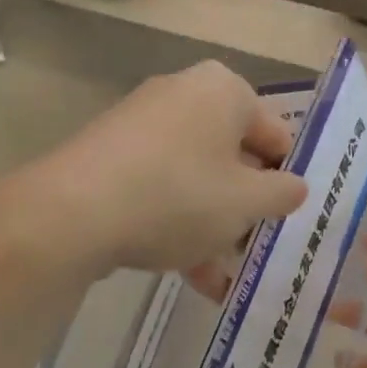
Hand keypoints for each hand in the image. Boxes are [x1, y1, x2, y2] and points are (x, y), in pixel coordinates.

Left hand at [40, 61, 306, 285]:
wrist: (72, 211)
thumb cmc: (178, 196)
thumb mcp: (246, 202)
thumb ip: (282, 194)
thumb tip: (294, 187)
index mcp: (224, 90)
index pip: (276, 135)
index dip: (286, 180)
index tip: (286, 220)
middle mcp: (183, 94)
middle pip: (232, 156)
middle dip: (243, 208)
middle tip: (252, 249)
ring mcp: (142, 122)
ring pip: (195, 177)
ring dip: (212, 226)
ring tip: (220, 277)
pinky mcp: (111, 153)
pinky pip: (160, 185)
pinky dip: (176, 222)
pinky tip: (186, 272)